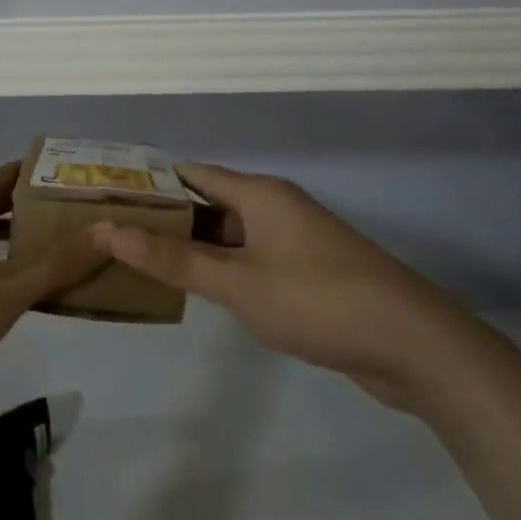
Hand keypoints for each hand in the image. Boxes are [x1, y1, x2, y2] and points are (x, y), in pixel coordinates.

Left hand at [0, 163, 103, 428]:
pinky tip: (8, 284)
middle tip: (82, 224)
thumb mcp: (7, 294)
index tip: (88, 189)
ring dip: (13, 237)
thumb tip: (110, 232)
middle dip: (37, 211)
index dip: (52, 179)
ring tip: (55, 253)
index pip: (14, 173)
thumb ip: (58, 263)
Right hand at [91, 162, 472, 408]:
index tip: (106, 194)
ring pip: (227, 235)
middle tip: (111, 232)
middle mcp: (274, 207)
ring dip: (189, 246)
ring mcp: (292, 240)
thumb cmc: (318, 300)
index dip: (149, 181)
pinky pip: (247, 259)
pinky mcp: (304, 272)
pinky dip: (218, 268)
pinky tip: (192, 288)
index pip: (190, 174)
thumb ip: (172, 259)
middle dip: (162, 217)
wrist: (414, 345)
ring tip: (137, 259)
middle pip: (206, 203)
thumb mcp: (237, 282)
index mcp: (258, 193)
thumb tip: (107, 230)